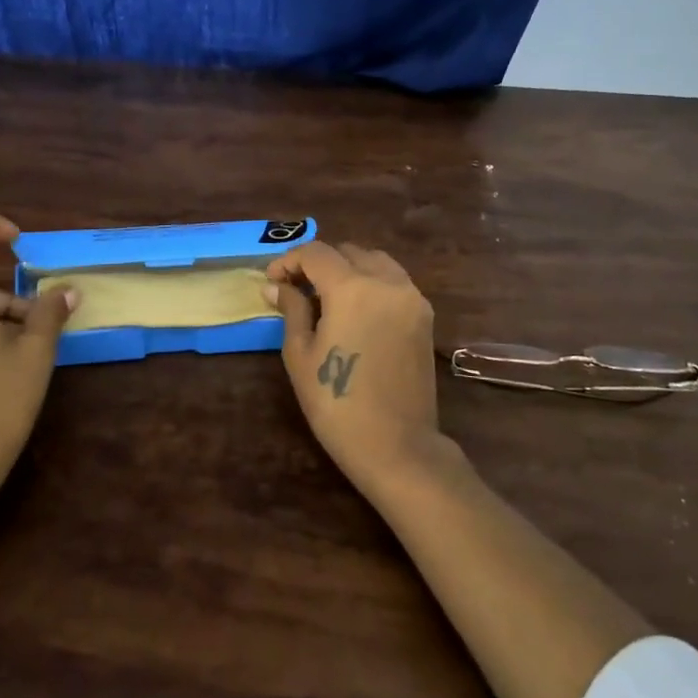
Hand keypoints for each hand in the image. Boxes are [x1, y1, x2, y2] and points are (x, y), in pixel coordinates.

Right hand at [265, 241, 442, 491]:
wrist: (396, 446)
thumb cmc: (337, 403)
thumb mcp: (301, 354)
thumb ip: (292, 309)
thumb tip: (277, 286)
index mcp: (352, 288)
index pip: (316, 252)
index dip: (289, 261)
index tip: (273, 280)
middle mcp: (387, 281)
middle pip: (347, 252)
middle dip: (319, 263)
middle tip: (296, 288)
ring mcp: (412, 297)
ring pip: (375, 261)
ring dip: (348, 268)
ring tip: (326, 296)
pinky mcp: (425, 316)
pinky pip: (394, 282)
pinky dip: (372, 282)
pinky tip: (355, 310)